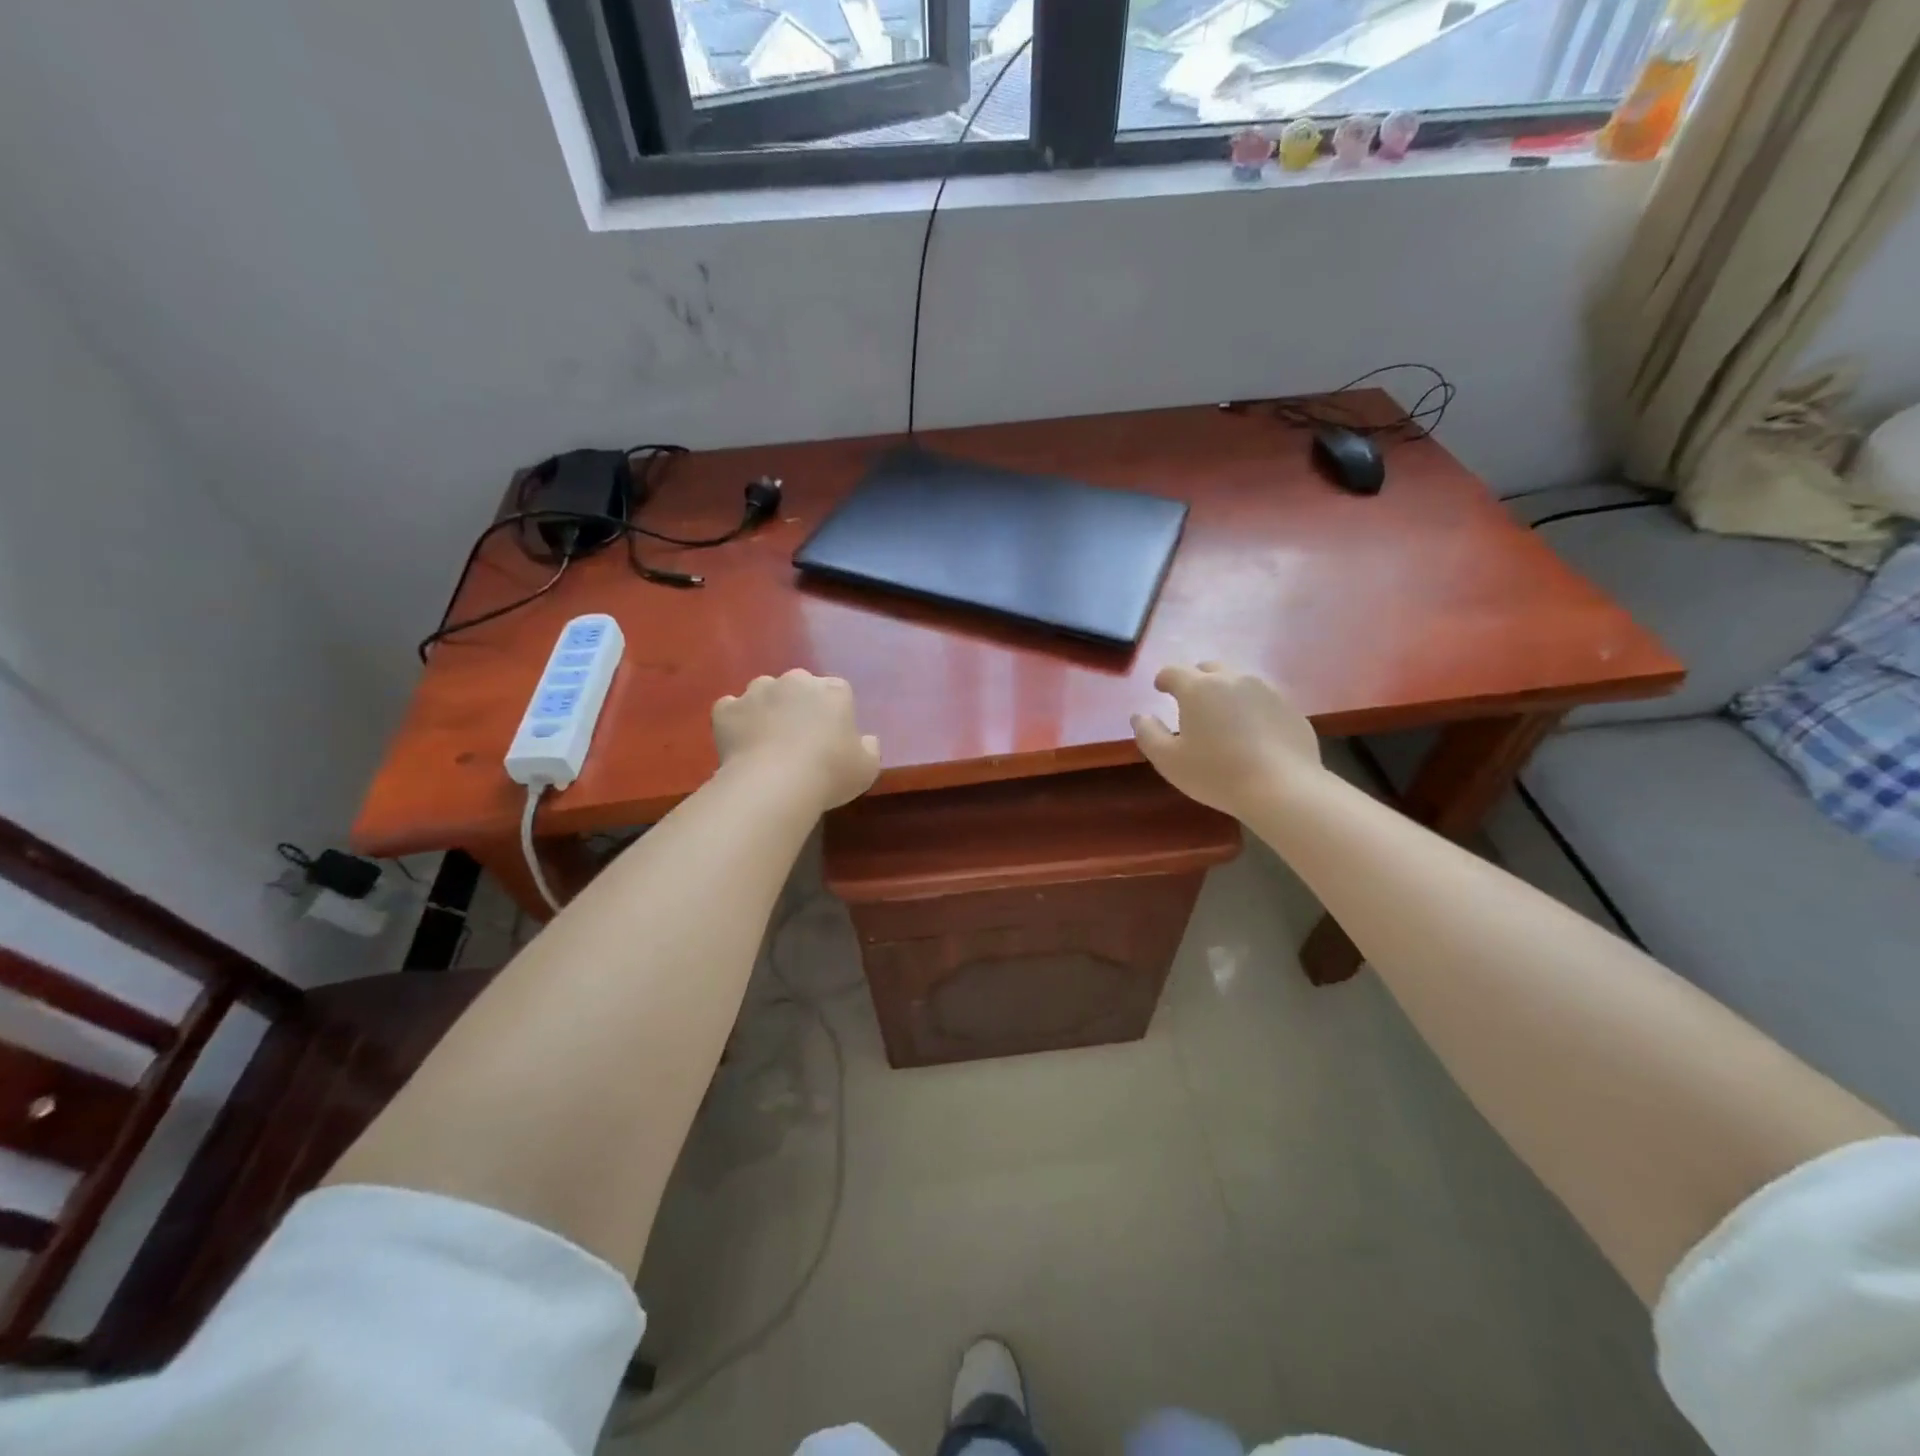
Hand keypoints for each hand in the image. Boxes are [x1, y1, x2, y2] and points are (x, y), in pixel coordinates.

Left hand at [712, 670, 880, 810]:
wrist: (774, 784)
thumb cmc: (829, 773)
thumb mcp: (867, 767)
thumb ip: (869, 748)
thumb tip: (865, 741)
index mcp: (833, 690)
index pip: (837, 691)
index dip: (834, 712)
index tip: (831, 736)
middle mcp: (795, 681)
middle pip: (799, 686)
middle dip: (799, 705)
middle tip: (799, 738)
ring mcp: (757, 692)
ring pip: (763, 693)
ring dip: (766, 709)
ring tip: (767, 741)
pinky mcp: (727, 709)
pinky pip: (731, 709)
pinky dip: (735, 721)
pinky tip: (741, 743)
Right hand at [1132, 662, 1320, 816]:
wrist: (1282, 788)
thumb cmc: (1217, 773)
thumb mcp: (1169, 760)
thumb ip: (1148, 734)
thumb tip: (1140, 716)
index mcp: (1198, 688)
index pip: (1174, 671)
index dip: (1164, 679)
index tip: (1160, 688)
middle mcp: (1233, 679)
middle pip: (1209, 669)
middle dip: (1196, 680)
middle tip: (1191, 702)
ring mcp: (1266, 691)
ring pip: (1239, 682)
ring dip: (1226, 693)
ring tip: (1223, 717)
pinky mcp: (1290, 708)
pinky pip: (1263, 700)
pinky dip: (1252, 709)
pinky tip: (1252, 734)